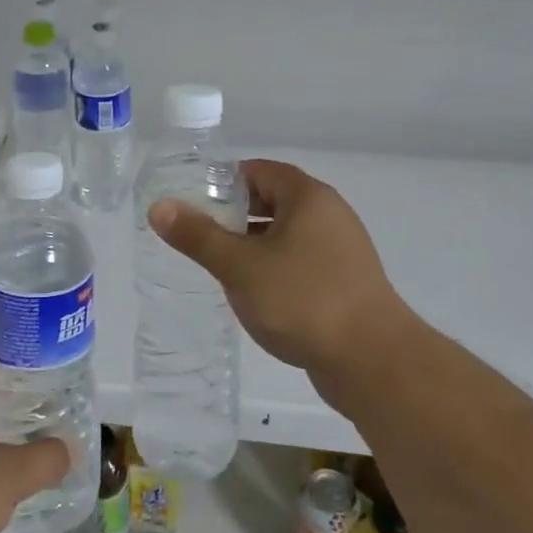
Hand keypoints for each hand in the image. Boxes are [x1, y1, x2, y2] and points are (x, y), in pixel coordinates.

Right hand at [147, 159, 412, 387]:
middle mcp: (329, 215)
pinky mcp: (346, 282)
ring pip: (287, 234)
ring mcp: (342, 250)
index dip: (224, 181)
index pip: (259, 171)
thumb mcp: (240, 266)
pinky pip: (301, 261)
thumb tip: (159, 207)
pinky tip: (254, 293)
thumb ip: (198, 236)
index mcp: (308, 197)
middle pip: (273, 200)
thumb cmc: (302, 300)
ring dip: (253, 243)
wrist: (373, 362)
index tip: (193, 200)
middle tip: (199, 233)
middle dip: (235, 214)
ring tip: (220, 264)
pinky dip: (275, 267)